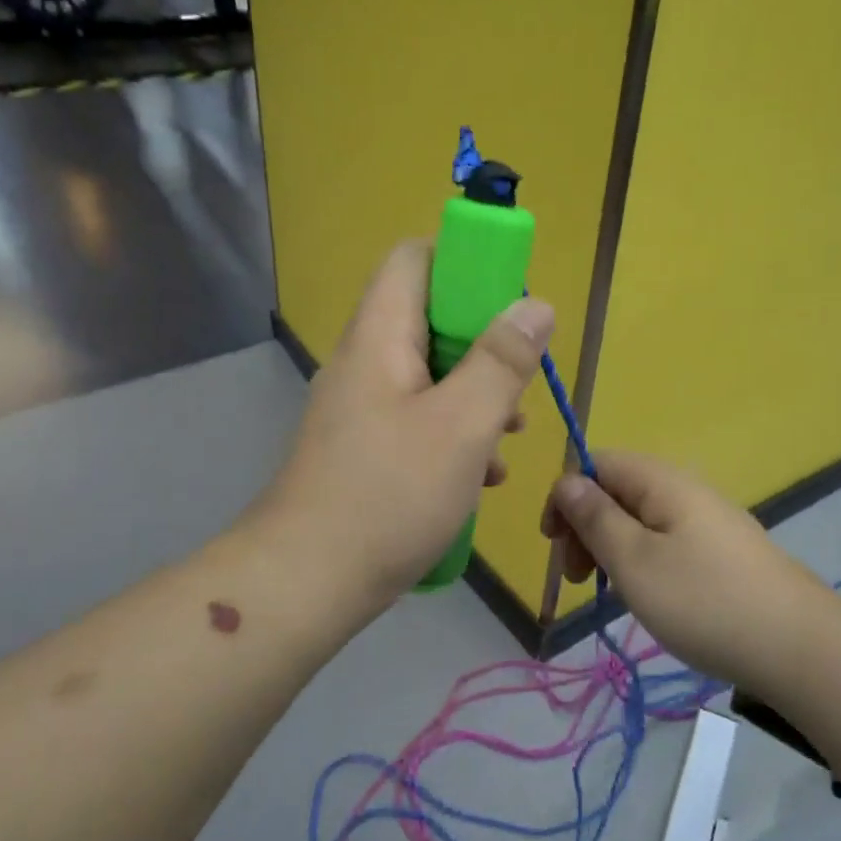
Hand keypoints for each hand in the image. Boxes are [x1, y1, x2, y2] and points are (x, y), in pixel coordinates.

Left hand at [260, 240, 553, 617]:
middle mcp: (365, 361)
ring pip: (431, 375)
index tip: (511, 303)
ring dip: (476, 396)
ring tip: (511, 437)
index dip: (466, 264)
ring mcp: (361, 408)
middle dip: (485, 344)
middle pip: (430, 318)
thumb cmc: (389, 495)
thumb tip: (535, 305)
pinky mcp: (364, 448)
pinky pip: (418, 419)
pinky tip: (481, 476)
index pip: (415, 258)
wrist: (305, 581)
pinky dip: (454, 434)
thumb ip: (501, 361)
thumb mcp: (461, 426)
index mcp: (380, 336)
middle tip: (519, 383)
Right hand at [541, 452, 830, 687]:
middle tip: (575, 576)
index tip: (554, 542)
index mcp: (662, 481)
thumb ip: (596, 518)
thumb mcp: (634, 561)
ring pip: (641, 519)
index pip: (598, 463)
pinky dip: (643, 561)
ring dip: (612, 547)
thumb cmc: (703, 601)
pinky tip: (647, 596)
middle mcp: (686, 490)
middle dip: (586, 525)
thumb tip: (568, 481)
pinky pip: (667, 541)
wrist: (799, 647)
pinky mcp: (724, 552)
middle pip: (618, 490)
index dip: (567, 494)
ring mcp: (709, 521)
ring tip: (607, 591)